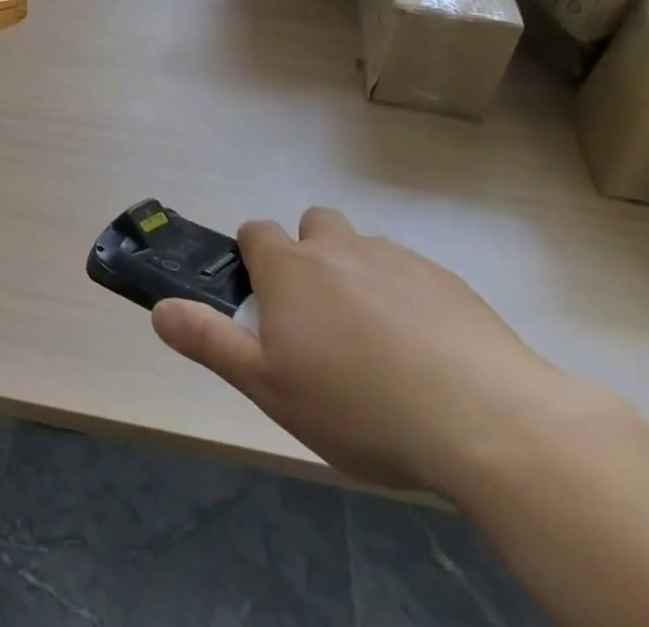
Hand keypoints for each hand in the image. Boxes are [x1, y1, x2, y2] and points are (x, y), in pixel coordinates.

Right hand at [152, 207, 609, 498]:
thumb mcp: (268, 386)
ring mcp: (397, 258)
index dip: (254, 262)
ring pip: (363, 249)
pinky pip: (412, 275)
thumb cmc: (359, 404)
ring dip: (359, 276)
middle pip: (312, 227)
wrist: (489, 421)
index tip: (266, 306)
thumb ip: (209, 341)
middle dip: (310, 258)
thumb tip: (158, 309)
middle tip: (322, 322)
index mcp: (290, 266)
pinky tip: (427, 354)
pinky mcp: (449, 282)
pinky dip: (409, 299)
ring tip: (378, 344)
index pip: (254, 233)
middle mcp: (338, 246)